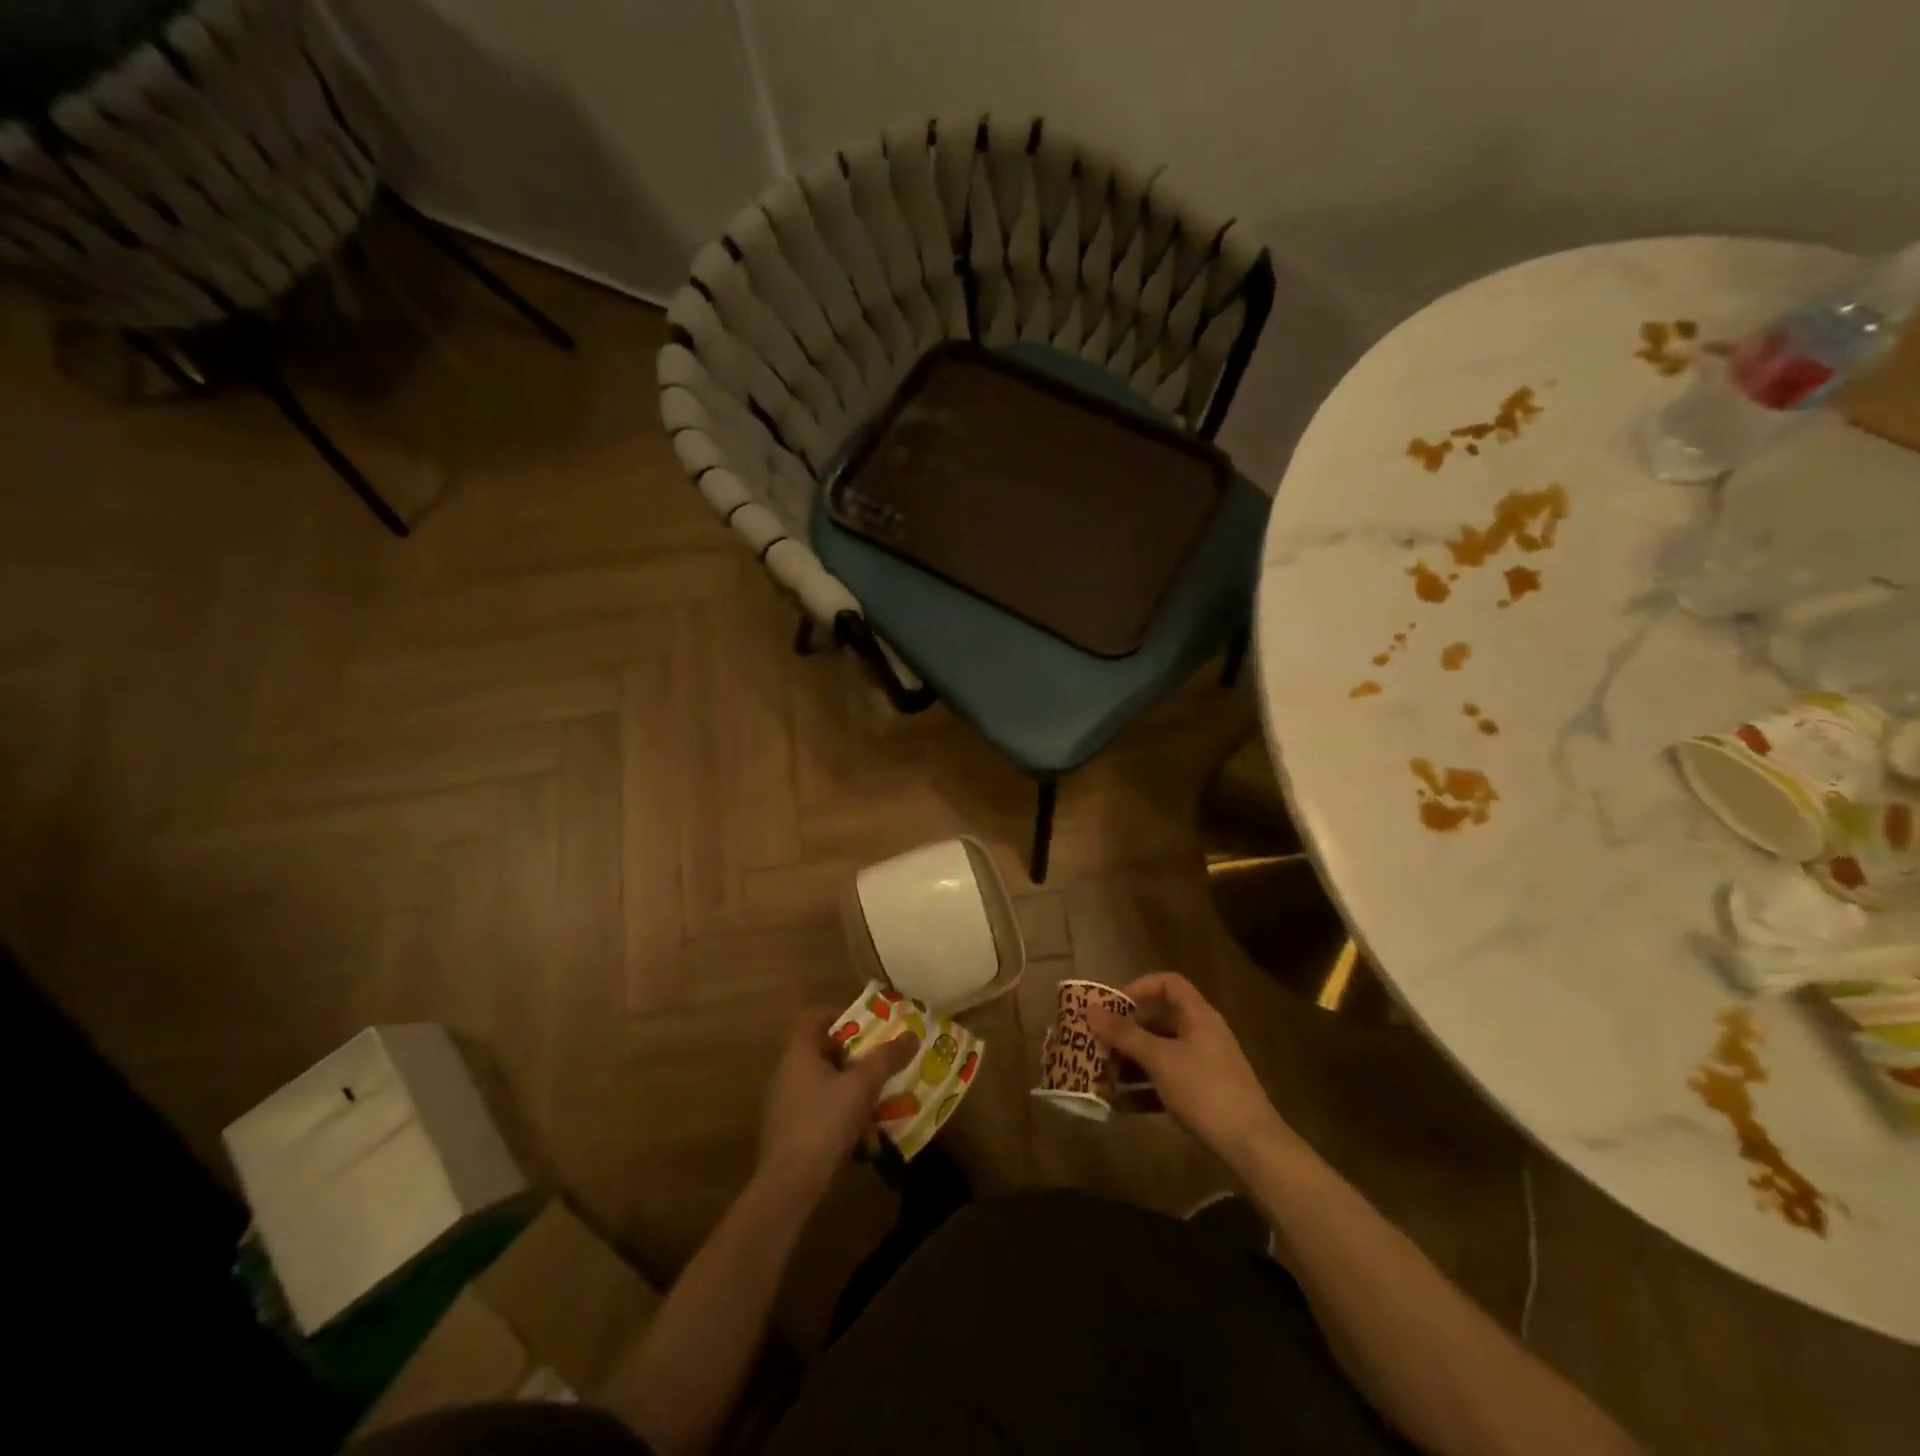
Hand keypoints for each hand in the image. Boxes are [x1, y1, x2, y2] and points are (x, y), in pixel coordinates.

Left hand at [756, 1010, 917, 1201]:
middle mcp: (788, 1074)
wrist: (789, 1185)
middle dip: (857, 1063)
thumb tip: (912, 1034)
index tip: (866, 1026)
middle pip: (825, 1054)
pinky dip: (844, 1122)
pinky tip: (864, 1146)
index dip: (839, 1016)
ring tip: (880, 1114)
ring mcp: (786, 1105)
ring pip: (827, 1088)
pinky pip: (822, 1115)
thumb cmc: (824, 1122)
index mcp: (799, 1054)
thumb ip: (886, 1059)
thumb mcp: (862, 1086)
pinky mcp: (790, 1134)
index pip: (813, 1019)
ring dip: (855, 1098)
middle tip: (881, 1067)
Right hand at [1088, 973, 1290, 1165]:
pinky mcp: (1202, 1097)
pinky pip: (1166, 1084)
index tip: (1114, 1005)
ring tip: (1101, 1076)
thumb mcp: (1160, 1059)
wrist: (1252, 1147)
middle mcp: (1202, 1036)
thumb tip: (1090, 1009)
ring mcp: (1204, 1068)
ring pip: (1160, 1055)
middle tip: (1098, 1045)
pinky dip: (1143, 1090)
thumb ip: (1124, 1034)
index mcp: (1198, 1016)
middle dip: (1126, 1034)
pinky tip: (1118, 1104)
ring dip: (1130, 1064)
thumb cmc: (1205, 1090)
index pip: (1169, 984)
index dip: (1140, 987)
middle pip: (1158, 1022)